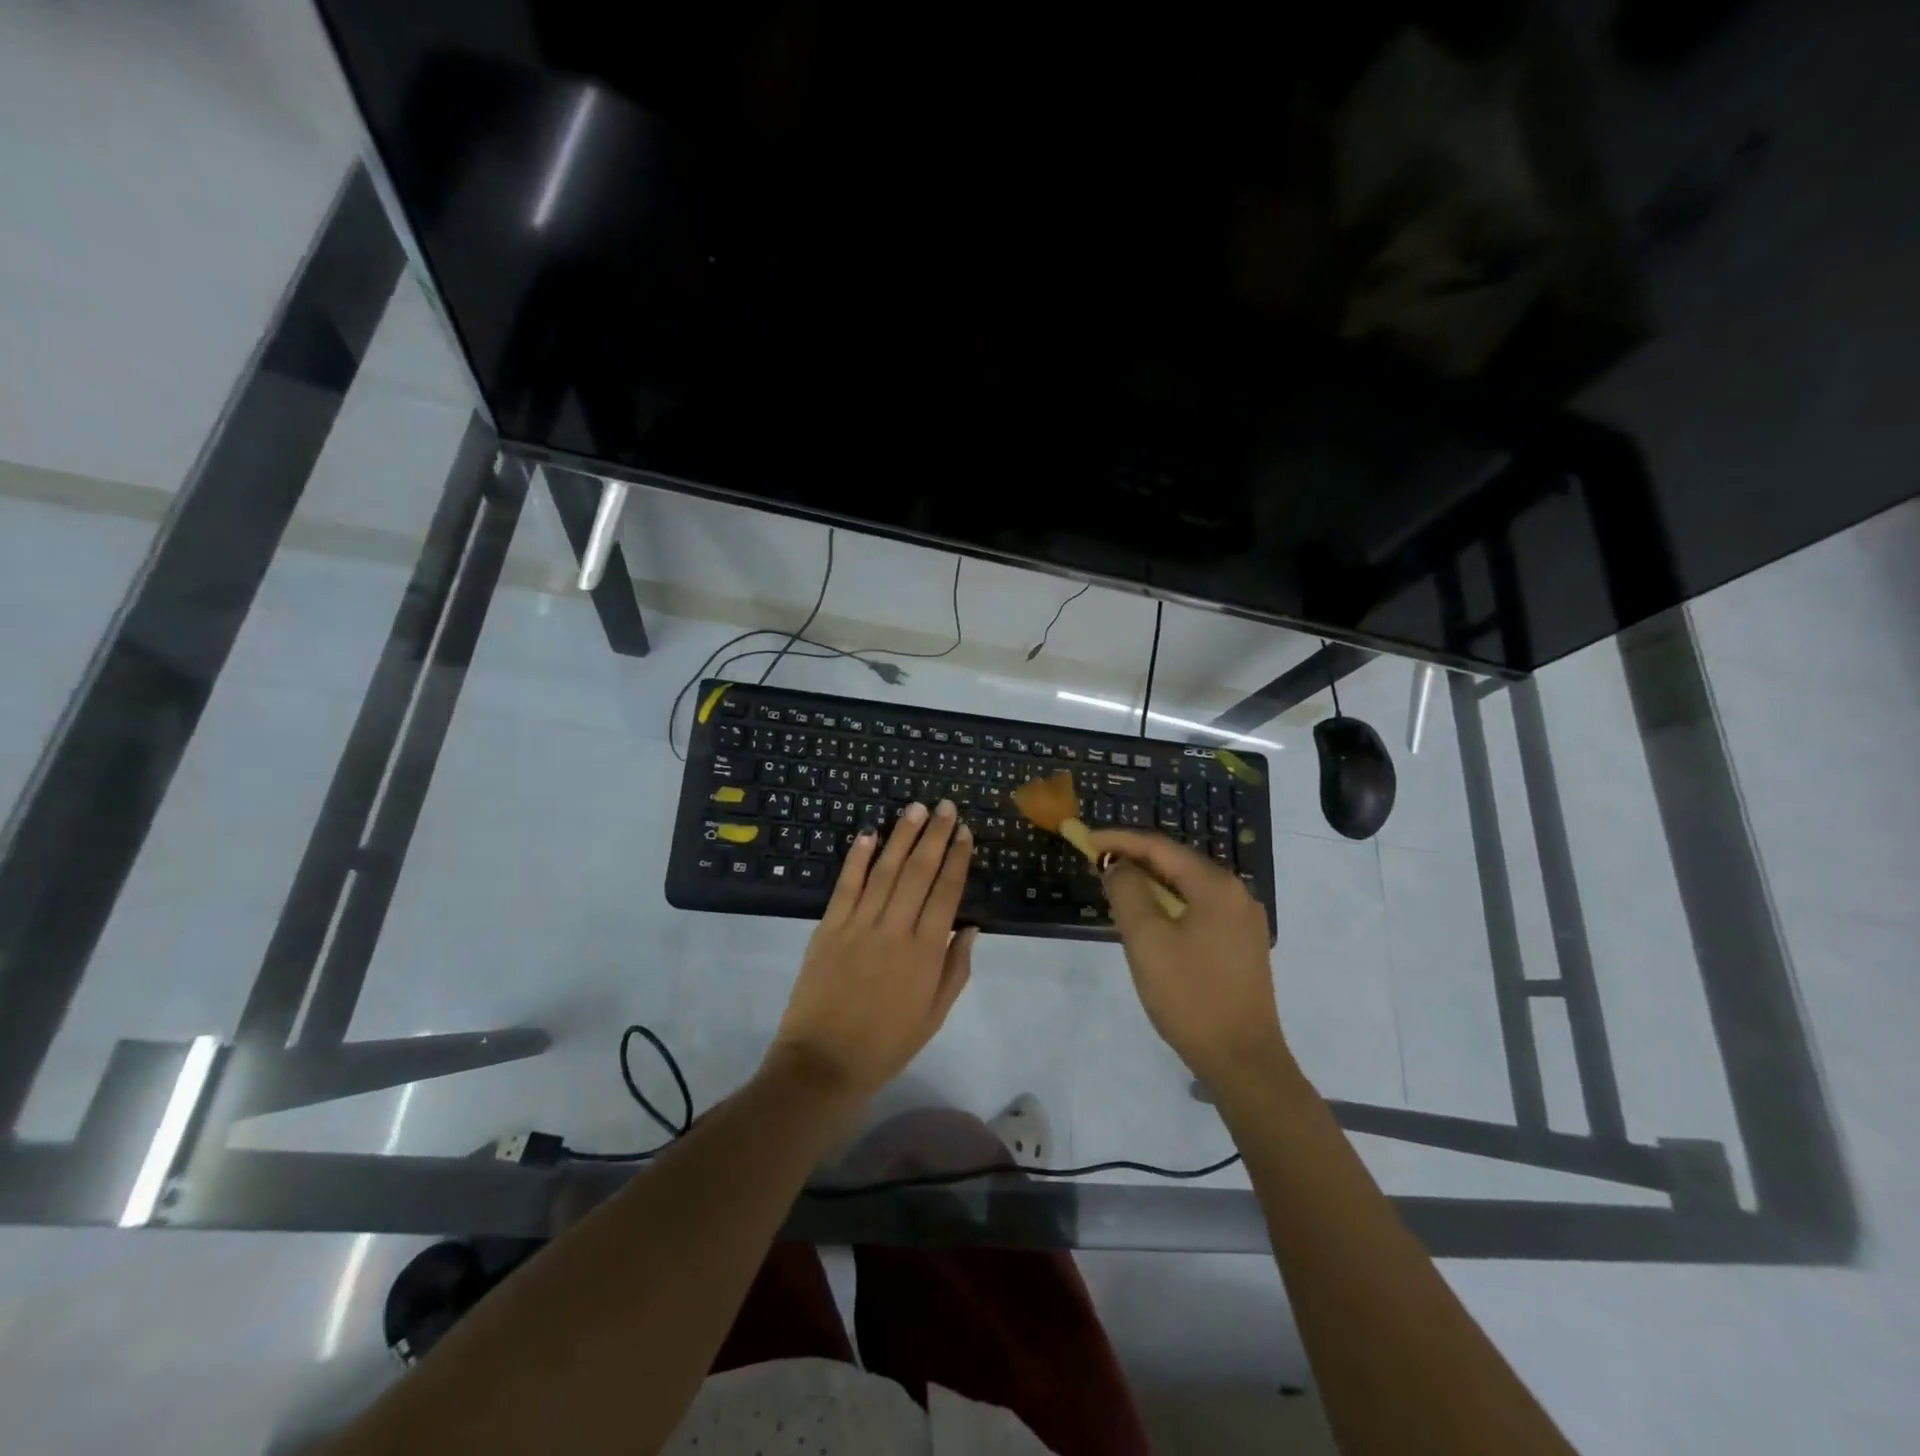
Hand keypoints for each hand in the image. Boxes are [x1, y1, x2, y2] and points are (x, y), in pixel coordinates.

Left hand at [768, 800, 976, 1101]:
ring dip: (902, 836)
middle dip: (935, 836)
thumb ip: (956, 969)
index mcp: (926, 952)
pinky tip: (868, 834)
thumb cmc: (886, 1044)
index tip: (965, 833)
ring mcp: (859, 925)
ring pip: (885, 870)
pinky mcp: (829, 927)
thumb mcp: (934, 1016)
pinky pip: (846, 885)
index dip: (957, 859)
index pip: (947, 893)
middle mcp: (895, 929)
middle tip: (947, 806)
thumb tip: (971, 927)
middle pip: (919, 872)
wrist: (823, 1063)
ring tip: (916, 808)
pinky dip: (857, 858)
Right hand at [1085, 828, 1292, 1089]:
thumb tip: (1118, 865)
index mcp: (1216, 886)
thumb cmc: (1189, 996)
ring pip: (1187, 887)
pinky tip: (1149, 919)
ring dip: (1151, 883)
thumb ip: (1127, 892)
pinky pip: (1199, 909)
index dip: (1119, 840)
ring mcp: (1243, 920)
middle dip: (1135, 859)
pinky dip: (1169, 904)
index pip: (1160, 847)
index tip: (1085, 839)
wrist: (1243, 1060)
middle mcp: (1236, 894)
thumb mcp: (1147, 940)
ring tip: (1116, 888)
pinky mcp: (1242, 945)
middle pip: (1176, 863)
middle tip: (1097, 864)